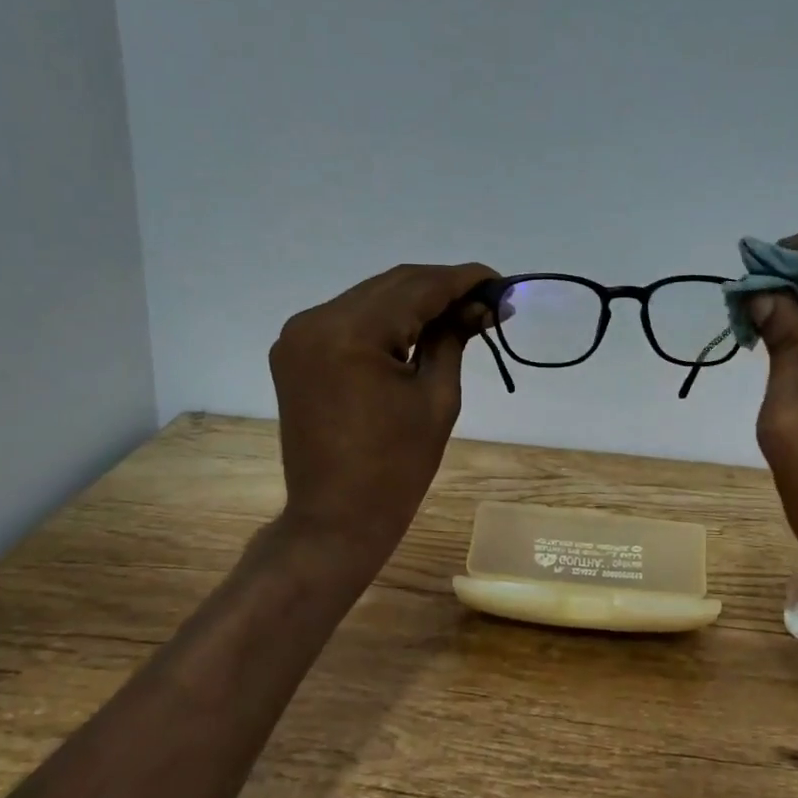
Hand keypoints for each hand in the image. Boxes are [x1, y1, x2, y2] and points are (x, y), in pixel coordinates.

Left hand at [270, 261, 496, 581]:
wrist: (336, 517)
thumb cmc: (397, 467)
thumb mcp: (437, 396)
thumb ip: (454, 338)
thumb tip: (482, 305)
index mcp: (350, 333)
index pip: (418, 287)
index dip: (464, 280)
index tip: (500, 282)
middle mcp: (316, 320)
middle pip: (393, 285)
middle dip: (443, 288)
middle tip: (487, 301)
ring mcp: (300, 334)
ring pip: (372, 298)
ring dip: (416, 301)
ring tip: (461, 313)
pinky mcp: (297, 350)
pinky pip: (351, 319)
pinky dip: (388, 319)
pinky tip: (420, 328)